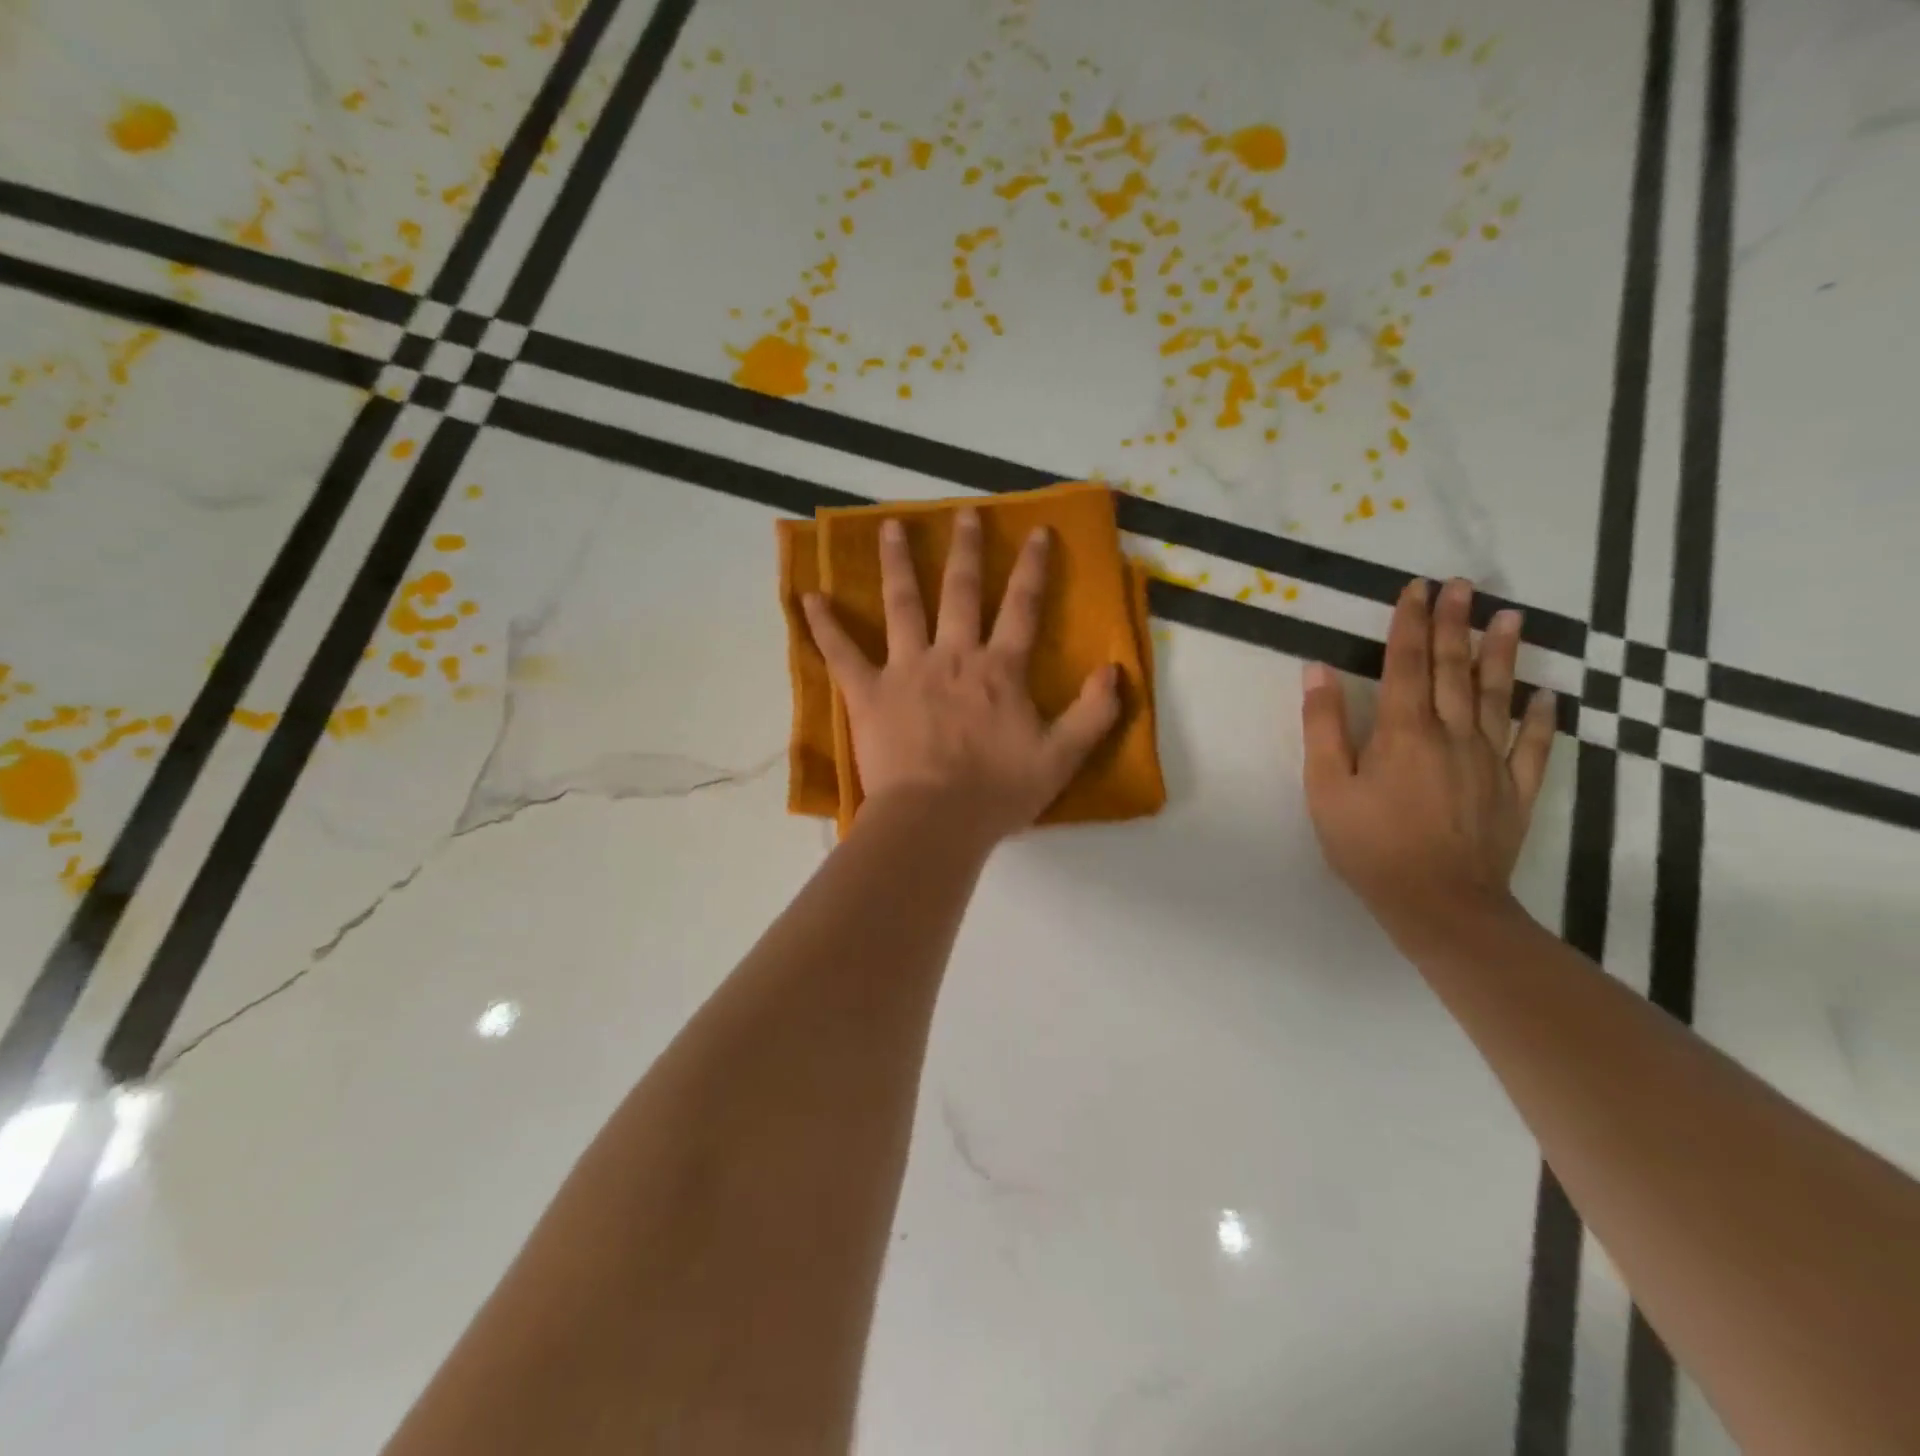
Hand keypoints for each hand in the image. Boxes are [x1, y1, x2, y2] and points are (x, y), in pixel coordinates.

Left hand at [803, 509, 1121, 843]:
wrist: (934, 821)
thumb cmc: (997, 793)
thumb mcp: (1061, 758)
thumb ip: (1093, 713)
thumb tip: (1115, 671)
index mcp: (999, 670)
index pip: (1022, 607)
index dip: (1032, 568)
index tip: (1037, 532)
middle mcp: (953, 656)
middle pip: (960, 591)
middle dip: (965, 549)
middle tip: (963, 513)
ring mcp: (906, 670)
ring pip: (902, 604)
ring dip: (897, 563)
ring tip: (891, 526)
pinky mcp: (868, 693)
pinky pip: (841, 653)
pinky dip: (824, 625)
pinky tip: (808, 597)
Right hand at [1302, 576, 1556, 947]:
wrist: (1439, 904)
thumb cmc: (1369, 845)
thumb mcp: (1326, 788)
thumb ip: (1323, 727)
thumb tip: (1319, 671)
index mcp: (1402, 731)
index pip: (1406, 664)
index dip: (1410, 623)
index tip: (1416, 588)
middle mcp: (1451, 734)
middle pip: (1453, 669)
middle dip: (1454, 623)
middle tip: (1463, 585)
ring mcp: (1490, 761)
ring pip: (1496, 695)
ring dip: (1502, 654)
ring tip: (1510, 616)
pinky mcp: (1514, 791)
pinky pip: (1533, 745)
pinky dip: (1541, 717)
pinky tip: (1547, 694)